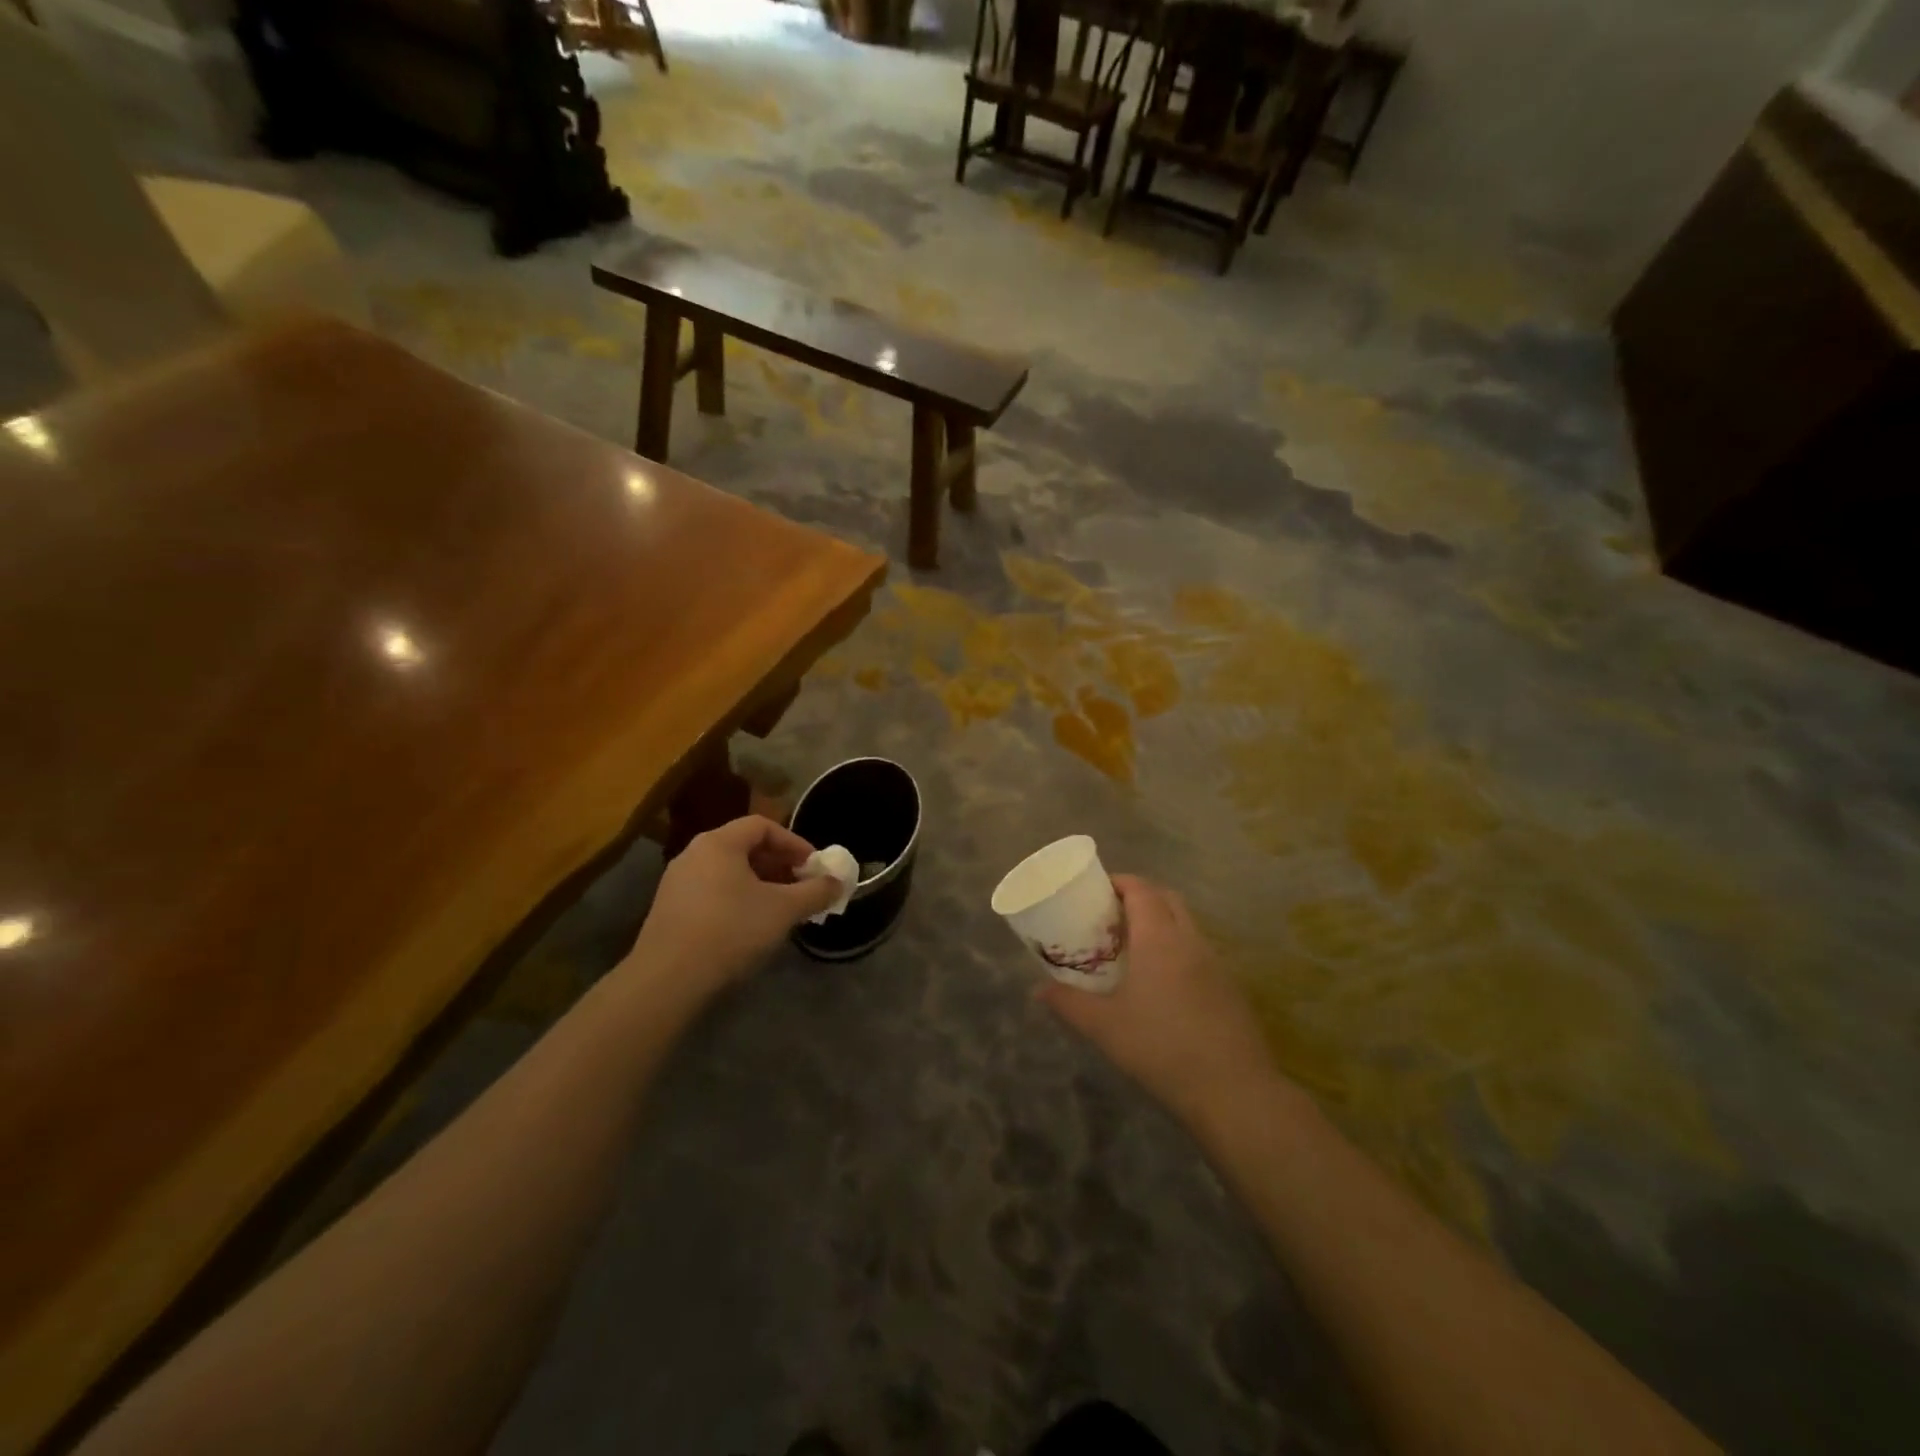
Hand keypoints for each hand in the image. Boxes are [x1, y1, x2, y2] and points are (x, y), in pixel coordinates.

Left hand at [627, 816, 840, 999]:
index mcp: (719, 843)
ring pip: (728, 872)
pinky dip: (737, 899)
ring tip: (780, 909)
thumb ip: (815, 892)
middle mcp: (694, 853)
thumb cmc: (730, 930)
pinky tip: (749, 927)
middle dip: (779, 865)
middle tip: (801, 887)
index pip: (762, 825)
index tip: (813, 866)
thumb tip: (839, 882)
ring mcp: (676, 882)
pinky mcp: (669, 910)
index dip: (793, 843)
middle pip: (744, 847)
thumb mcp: (783, 909)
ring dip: (759, 884)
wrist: (668, 979)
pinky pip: (712, 892)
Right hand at [1040, 876, 1279, 1124]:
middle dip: (1140, 896)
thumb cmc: (1161, 1047)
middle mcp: (1190, 939)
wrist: (1232, 1090)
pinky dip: (1178, 948)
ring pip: (1186, 924)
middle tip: (1112, 915)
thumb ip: (1068, 1003)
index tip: (1096, 890)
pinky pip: (1199, 950)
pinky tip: (1162, 982)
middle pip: (1167, 898)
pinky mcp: (1229, 987)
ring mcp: (1215, 963)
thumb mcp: (1104, 1027)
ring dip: (1161, 921)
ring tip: (1133, 946)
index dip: (1119, 882)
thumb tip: (1038, 990)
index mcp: (1159, 937)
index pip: (1141, 889)